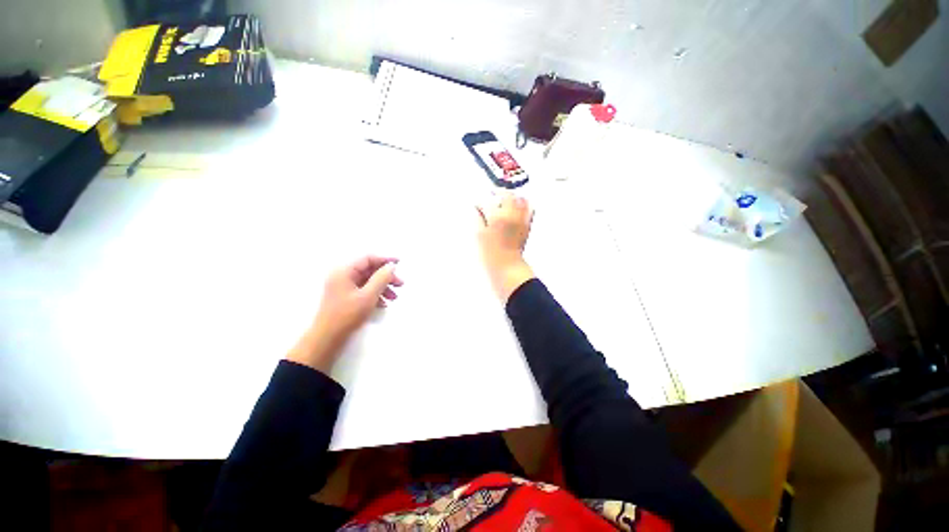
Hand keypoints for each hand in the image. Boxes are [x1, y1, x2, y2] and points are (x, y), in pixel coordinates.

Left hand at [287, 256, 402, 372]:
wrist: (327, 339)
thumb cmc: (347, 315)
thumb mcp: (368, 295)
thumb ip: (381, 278)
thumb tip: (390, 266)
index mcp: (344, 271)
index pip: (368, 258)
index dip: (385, 259)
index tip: (399, 263)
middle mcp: (342, 276)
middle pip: (369, 270)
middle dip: (386, 277)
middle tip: (400, 284)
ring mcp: (343, 287)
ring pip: (368, 281)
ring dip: (383, 287)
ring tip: (394, 297)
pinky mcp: (345, 297)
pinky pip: (363, 290)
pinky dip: (375, 294)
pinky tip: (383, 304)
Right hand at [477, 193, 535, 301]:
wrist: (507, 265)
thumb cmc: (490, 252)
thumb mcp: (479, 234)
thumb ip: (478, 218)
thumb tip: (477, 207)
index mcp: (497, 217)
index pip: (488, 202)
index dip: (481, 202)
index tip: (477, 205)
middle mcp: (512, 215)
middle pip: (508, 195)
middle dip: (498, 192)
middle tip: (492, 194)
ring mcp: (522, 219)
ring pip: (520, 199)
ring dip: (512, 196)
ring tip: (505, 199)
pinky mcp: (527, 225)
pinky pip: (529, 209)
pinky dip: (523, 204)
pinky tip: (516, 207)